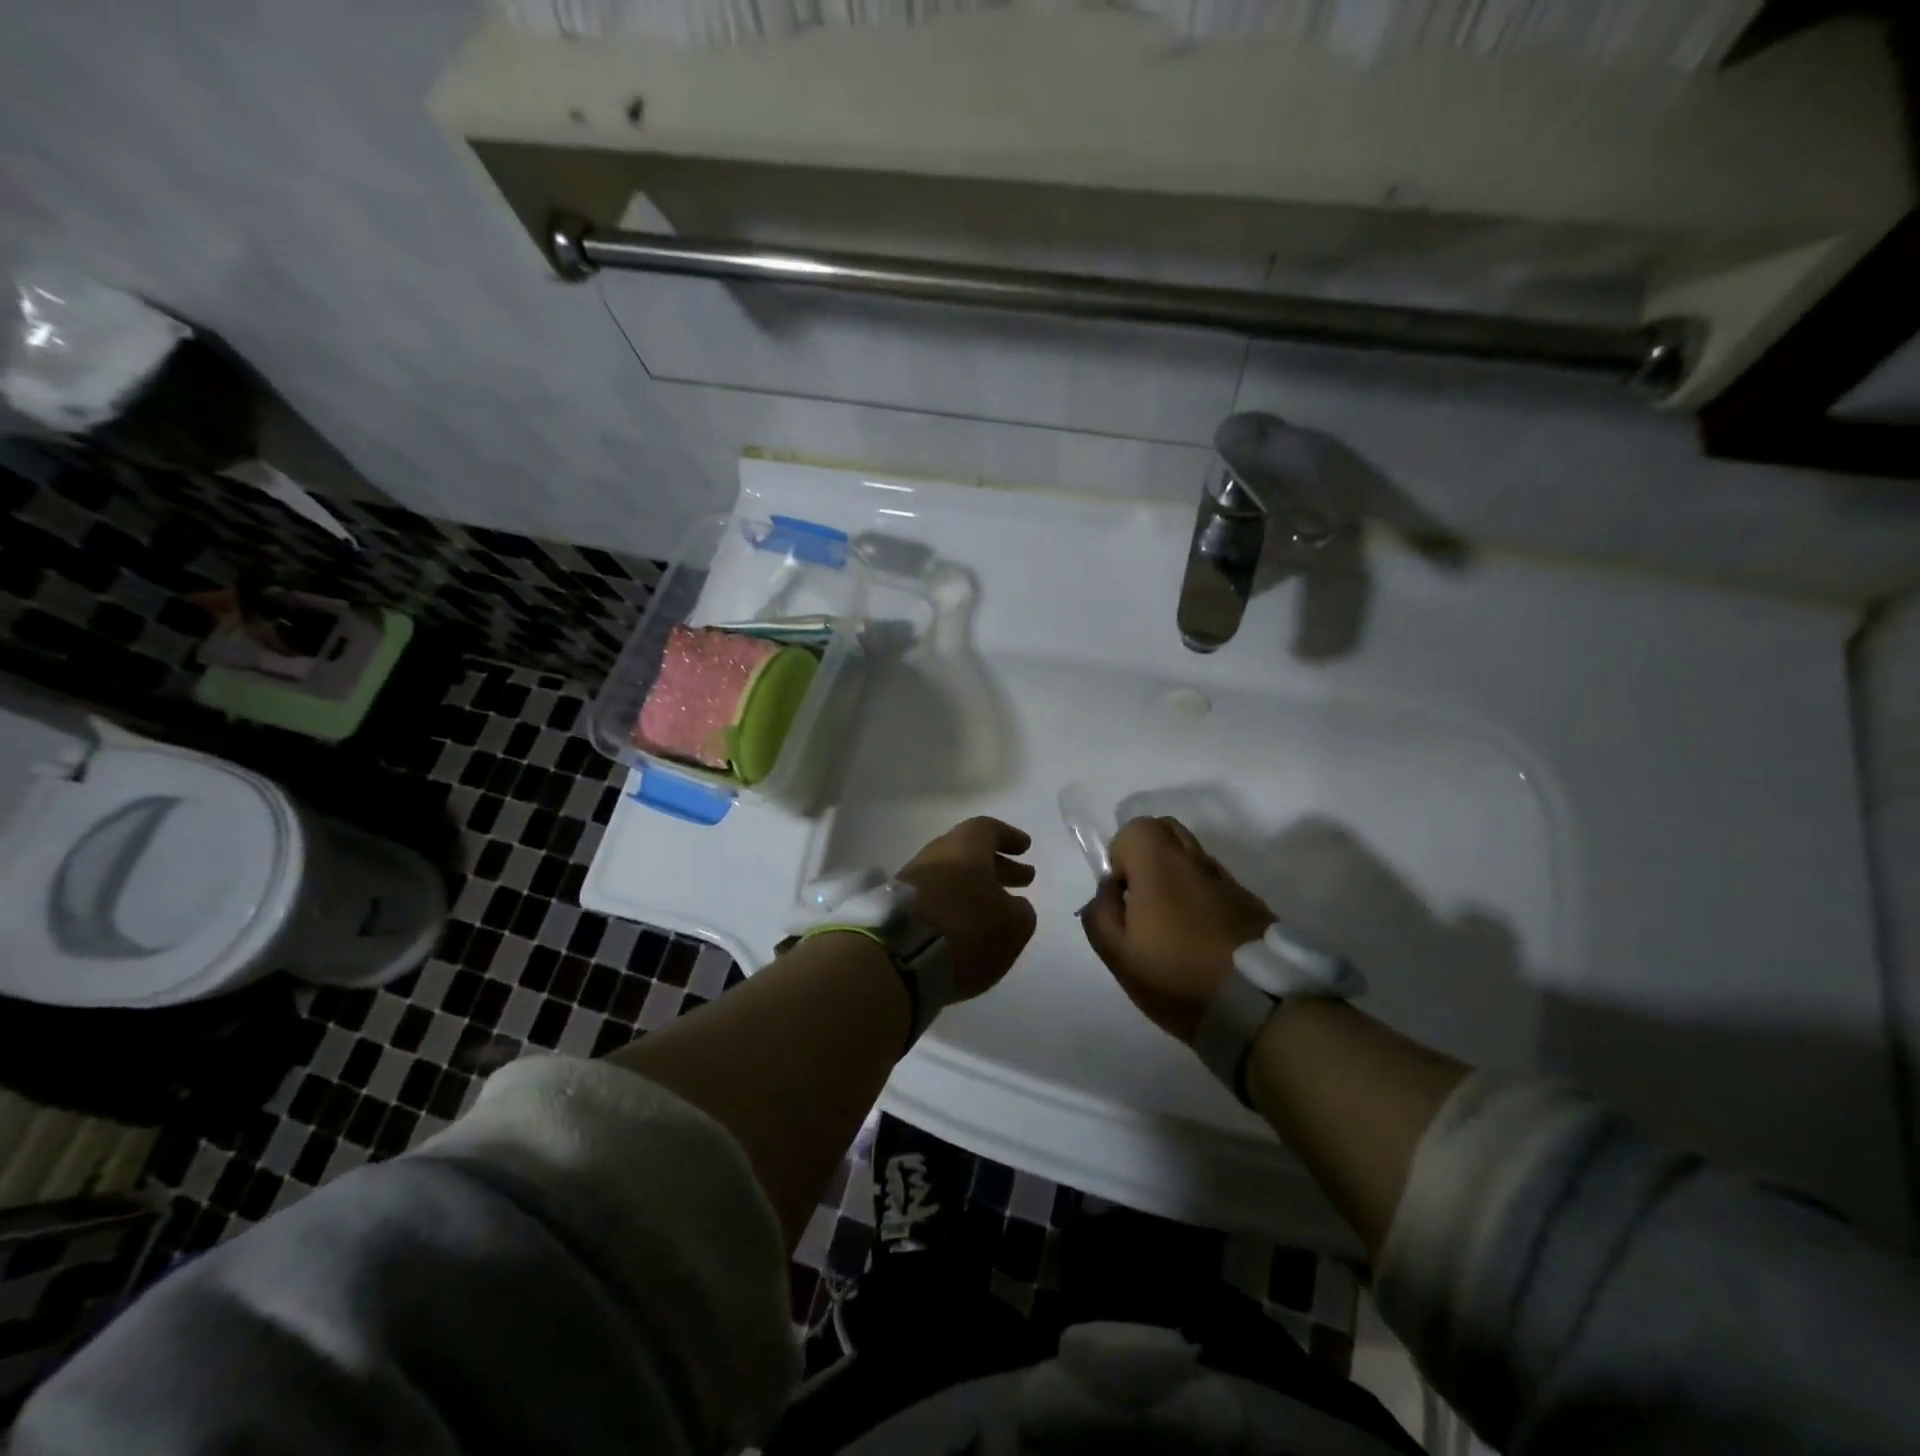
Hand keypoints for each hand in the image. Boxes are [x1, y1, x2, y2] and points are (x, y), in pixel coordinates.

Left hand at [897, 817, 1037, 1000]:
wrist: (898, 955)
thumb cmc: (966, 927)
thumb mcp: (1012, 924)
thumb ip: (1020, 911)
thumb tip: (1014, 906)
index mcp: (965, 846)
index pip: (988, 829)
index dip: (1008, 838)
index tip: (1025, 848)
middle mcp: (936, 854)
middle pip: (969, 853)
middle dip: (997, 866)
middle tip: (1023, 880)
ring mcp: (910, 879)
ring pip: (951, 876)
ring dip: (975, 888)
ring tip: (995, 909)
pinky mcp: (895, 907)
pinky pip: (933, 899)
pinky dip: (953, 906)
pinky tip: (965, 926)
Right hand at [1080, 816, 1275, 1043]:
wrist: (1260, 1007)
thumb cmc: (1177, 977)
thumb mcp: (1118, 955)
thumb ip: (1100, 913)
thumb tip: (1109, 889)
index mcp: (1159, 864)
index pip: (1134, 829)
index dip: (1121, 858)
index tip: (1124, 897)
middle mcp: (1195, 860)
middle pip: (1167, 830)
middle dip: (1148, 855)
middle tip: (1144, 900)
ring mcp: (1228, 880)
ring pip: (1194, 856)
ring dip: (1177, 876)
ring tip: (1174, 923)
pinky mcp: (1252, 902)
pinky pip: (1216, 883)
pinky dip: (1203, 896)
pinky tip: (1203, 937)